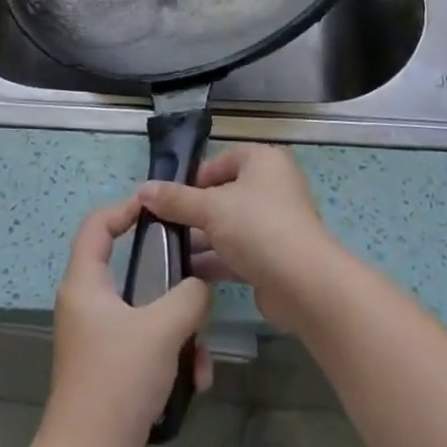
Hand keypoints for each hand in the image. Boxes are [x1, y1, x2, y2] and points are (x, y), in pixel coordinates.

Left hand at [39, 196, 212, 446]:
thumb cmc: (117, 380)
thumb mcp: (162, 329)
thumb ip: (189, 296)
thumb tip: (200, 286)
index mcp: (85, 283)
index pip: (97, 225)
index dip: (125, 208)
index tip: (160, 209)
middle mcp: (87, 304)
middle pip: (131, 269)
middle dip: (171, 282)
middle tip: (199, 282)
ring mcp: (98, 338)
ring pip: (147, 312)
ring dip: (180, 330)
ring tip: (201, 357)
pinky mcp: (111, 368)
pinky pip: (148, 345)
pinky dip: (172, 357)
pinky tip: (194, 382)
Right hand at [138, 143, 342, 333]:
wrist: (304, 285)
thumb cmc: (257, 228)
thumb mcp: (210, 208)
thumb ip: (175, 200)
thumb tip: (143, 190)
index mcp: (263, 161)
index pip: (220, 161)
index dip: (193, 178)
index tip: (167, 198)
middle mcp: (271, 187)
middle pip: (223, 194)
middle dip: (193, 212)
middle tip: (161, 226)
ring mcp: (274, 223)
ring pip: (228, 226)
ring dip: (200, 239)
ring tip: (165, 252)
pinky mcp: (273, 257)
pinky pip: (236, 252)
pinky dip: (214, 260)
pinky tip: (185, 274)